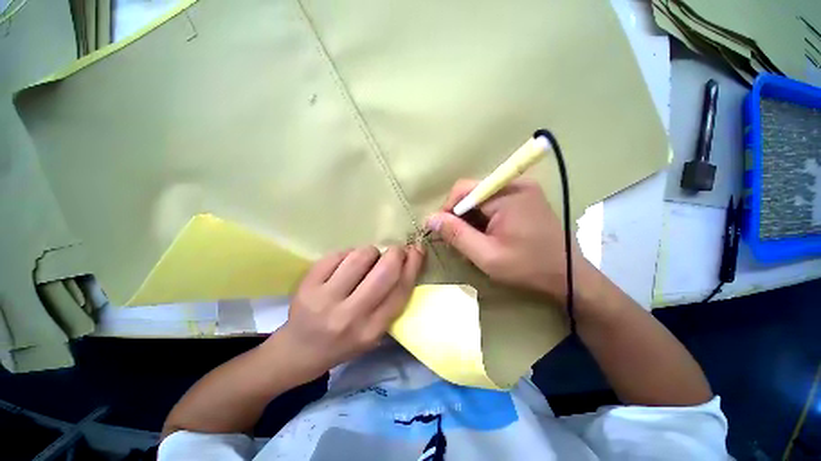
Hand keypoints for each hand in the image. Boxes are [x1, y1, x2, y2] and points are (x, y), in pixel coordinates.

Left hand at [274, 245, 424, 379]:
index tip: (418, 250)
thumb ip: (392, 301)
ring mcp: (325, 299)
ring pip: (360, 257)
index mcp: (371, 331)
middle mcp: (349, 316)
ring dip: (371, 252)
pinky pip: (338, 254)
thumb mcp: (375, 332)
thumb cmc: (345, 341)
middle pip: (384, 272)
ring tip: (367, 260)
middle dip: (395, 253)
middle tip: (395, 251)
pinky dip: (348, 254)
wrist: (299, 351)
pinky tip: (345, 264)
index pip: (401, 290)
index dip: (413, 265)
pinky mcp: (307, 285)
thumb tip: (407, 261)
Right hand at [426, 179, 591, 302]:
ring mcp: (521, 190)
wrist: (568, 277)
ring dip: (471, 221)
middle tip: (459, 242)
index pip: (463, 190)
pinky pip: (492, 204)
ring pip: (480, 200)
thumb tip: (429, 219)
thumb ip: (456, 235)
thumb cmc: (528, 267)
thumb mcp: (486, 255)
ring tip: (474, 243)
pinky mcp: (524, 199)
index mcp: (507, 194)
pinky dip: (483, 220)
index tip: (443, 233)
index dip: (447, 210)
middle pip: (471, 194)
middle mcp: (514, 184)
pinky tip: (486, 237)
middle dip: (460, 218)